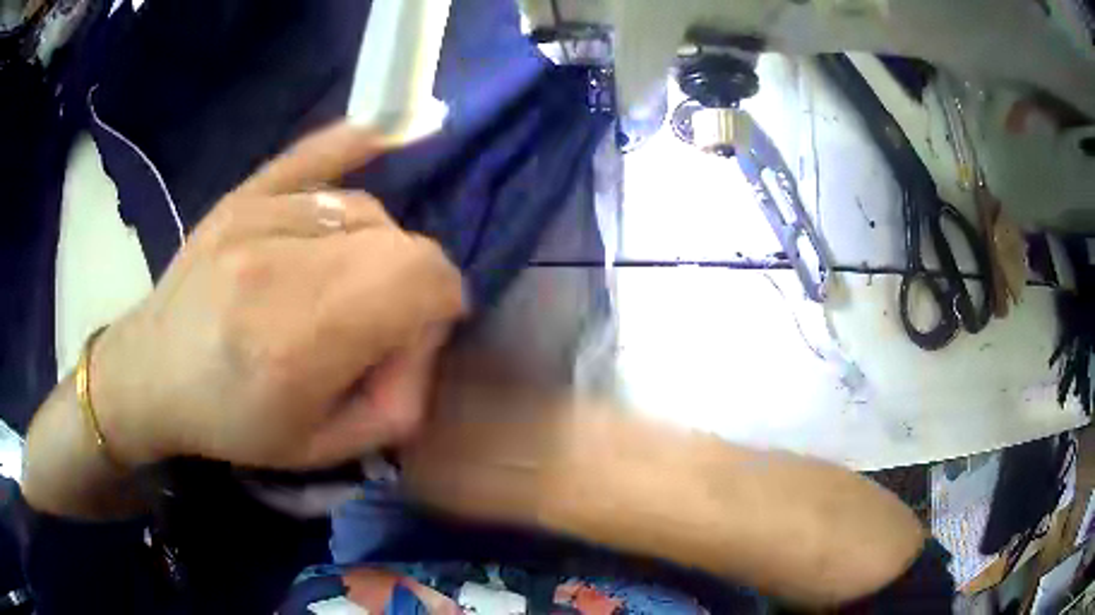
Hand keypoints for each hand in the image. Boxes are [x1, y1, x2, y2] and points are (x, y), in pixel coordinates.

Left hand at [90, 123, 465, 469]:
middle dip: (413, 282)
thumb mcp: (319, 449)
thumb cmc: (229, 421)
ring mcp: (255, 216)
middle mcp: (277, 265)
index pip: (418, 279)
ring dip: (376, 248)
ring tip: (343, 282)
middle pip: (397, 242)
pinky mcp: (242, 194)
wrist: (149, 372)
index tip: (421, 332)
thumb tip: (424, 341)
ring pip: (365, 210)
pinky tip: (391, 133)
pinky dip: (357, 144)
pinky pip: (315, 153)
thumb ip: (395, 406)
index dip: (442, 302)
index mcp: (295, 342)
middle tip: (379, 319)